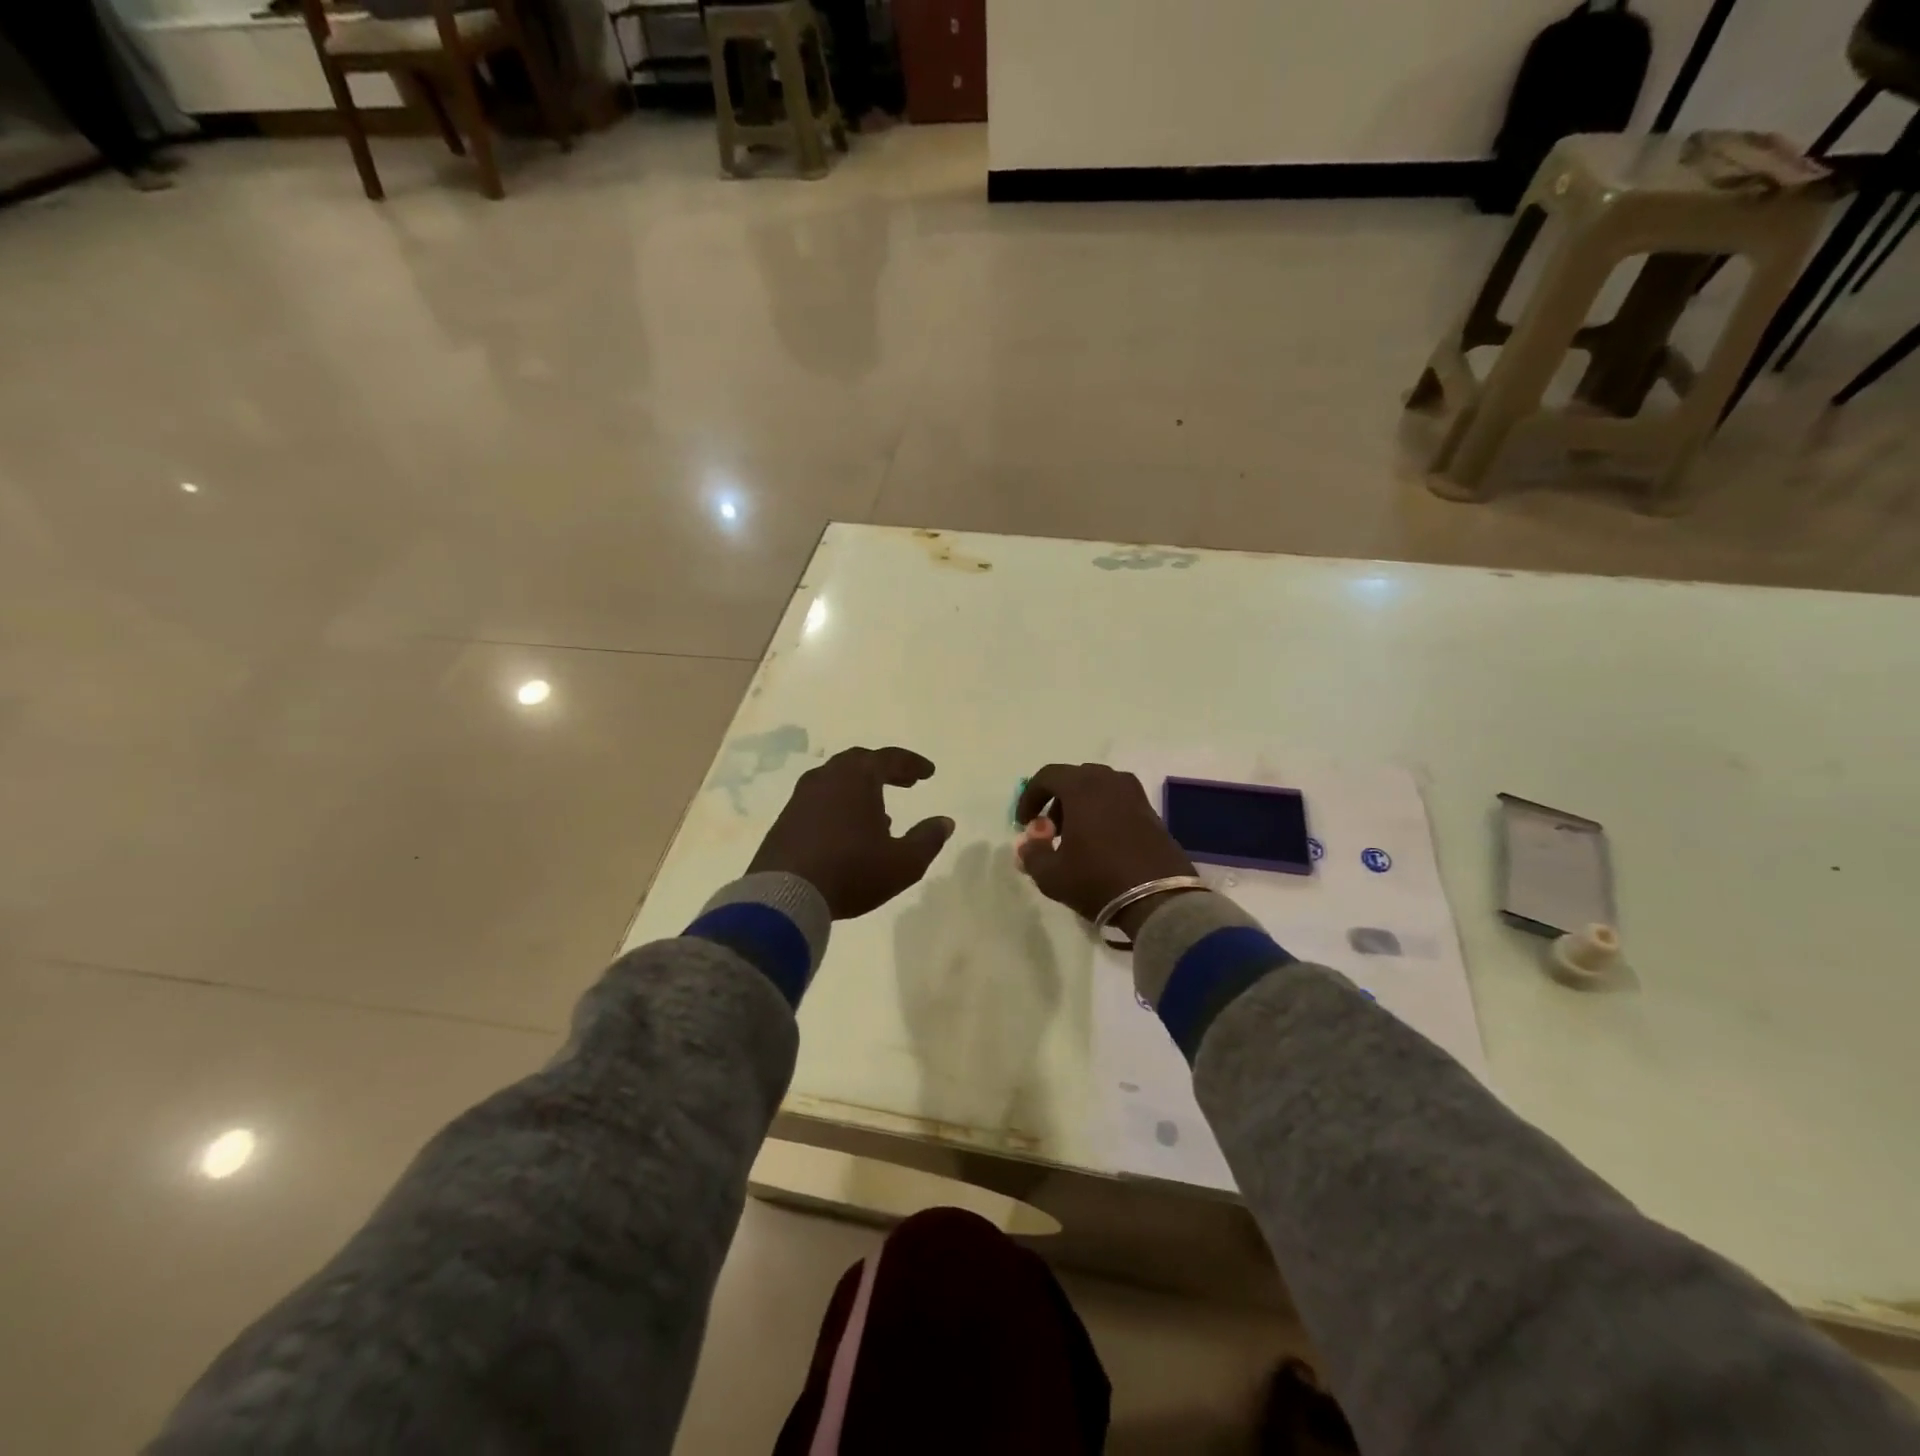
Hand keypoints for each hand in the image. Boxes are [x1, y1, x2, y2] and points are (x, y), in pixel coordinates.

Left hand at [749, 747, 954, 918]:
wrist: (785, 896)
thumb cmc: (852, 871)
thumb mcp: (903, 862)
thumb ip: (927, 839)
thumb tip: (945, 822)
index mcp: (857, 777)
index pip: (890, 758)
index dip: (912, 764)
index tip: (929, 773)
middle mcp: (826, 778)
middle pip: (859, 762)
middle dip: (885, 770)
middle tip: (905, 781)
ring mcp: (801, 798)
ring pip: (836, 781)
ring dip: (861, 789)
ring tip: (880, 811)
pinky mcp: (785, 820)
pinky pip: (820, 801)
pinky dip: (840, 806)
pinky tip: (848, 831)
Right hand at [1015, 763, 1197, 936]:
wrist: (1159, 900)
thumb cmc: (1097, 879)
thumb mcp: (1051, 874)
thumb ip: (1032, 854)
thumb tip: (1028, 844)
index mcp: (1083, 787)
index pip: (1047, 776)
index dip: (1030, 797)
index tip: (1024, 822)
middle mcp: (1110, 781)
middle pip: (1075, 779)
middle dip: (1057, 801)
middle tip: (1050, 831)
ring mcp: (1135, 795)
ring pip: (1099, 790)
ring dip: (1081, 807)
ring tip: (1076, 839)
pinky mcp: (1152, 813)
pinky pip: (1119, 803)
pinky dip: (1104, 814)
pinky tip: (1101, 845)